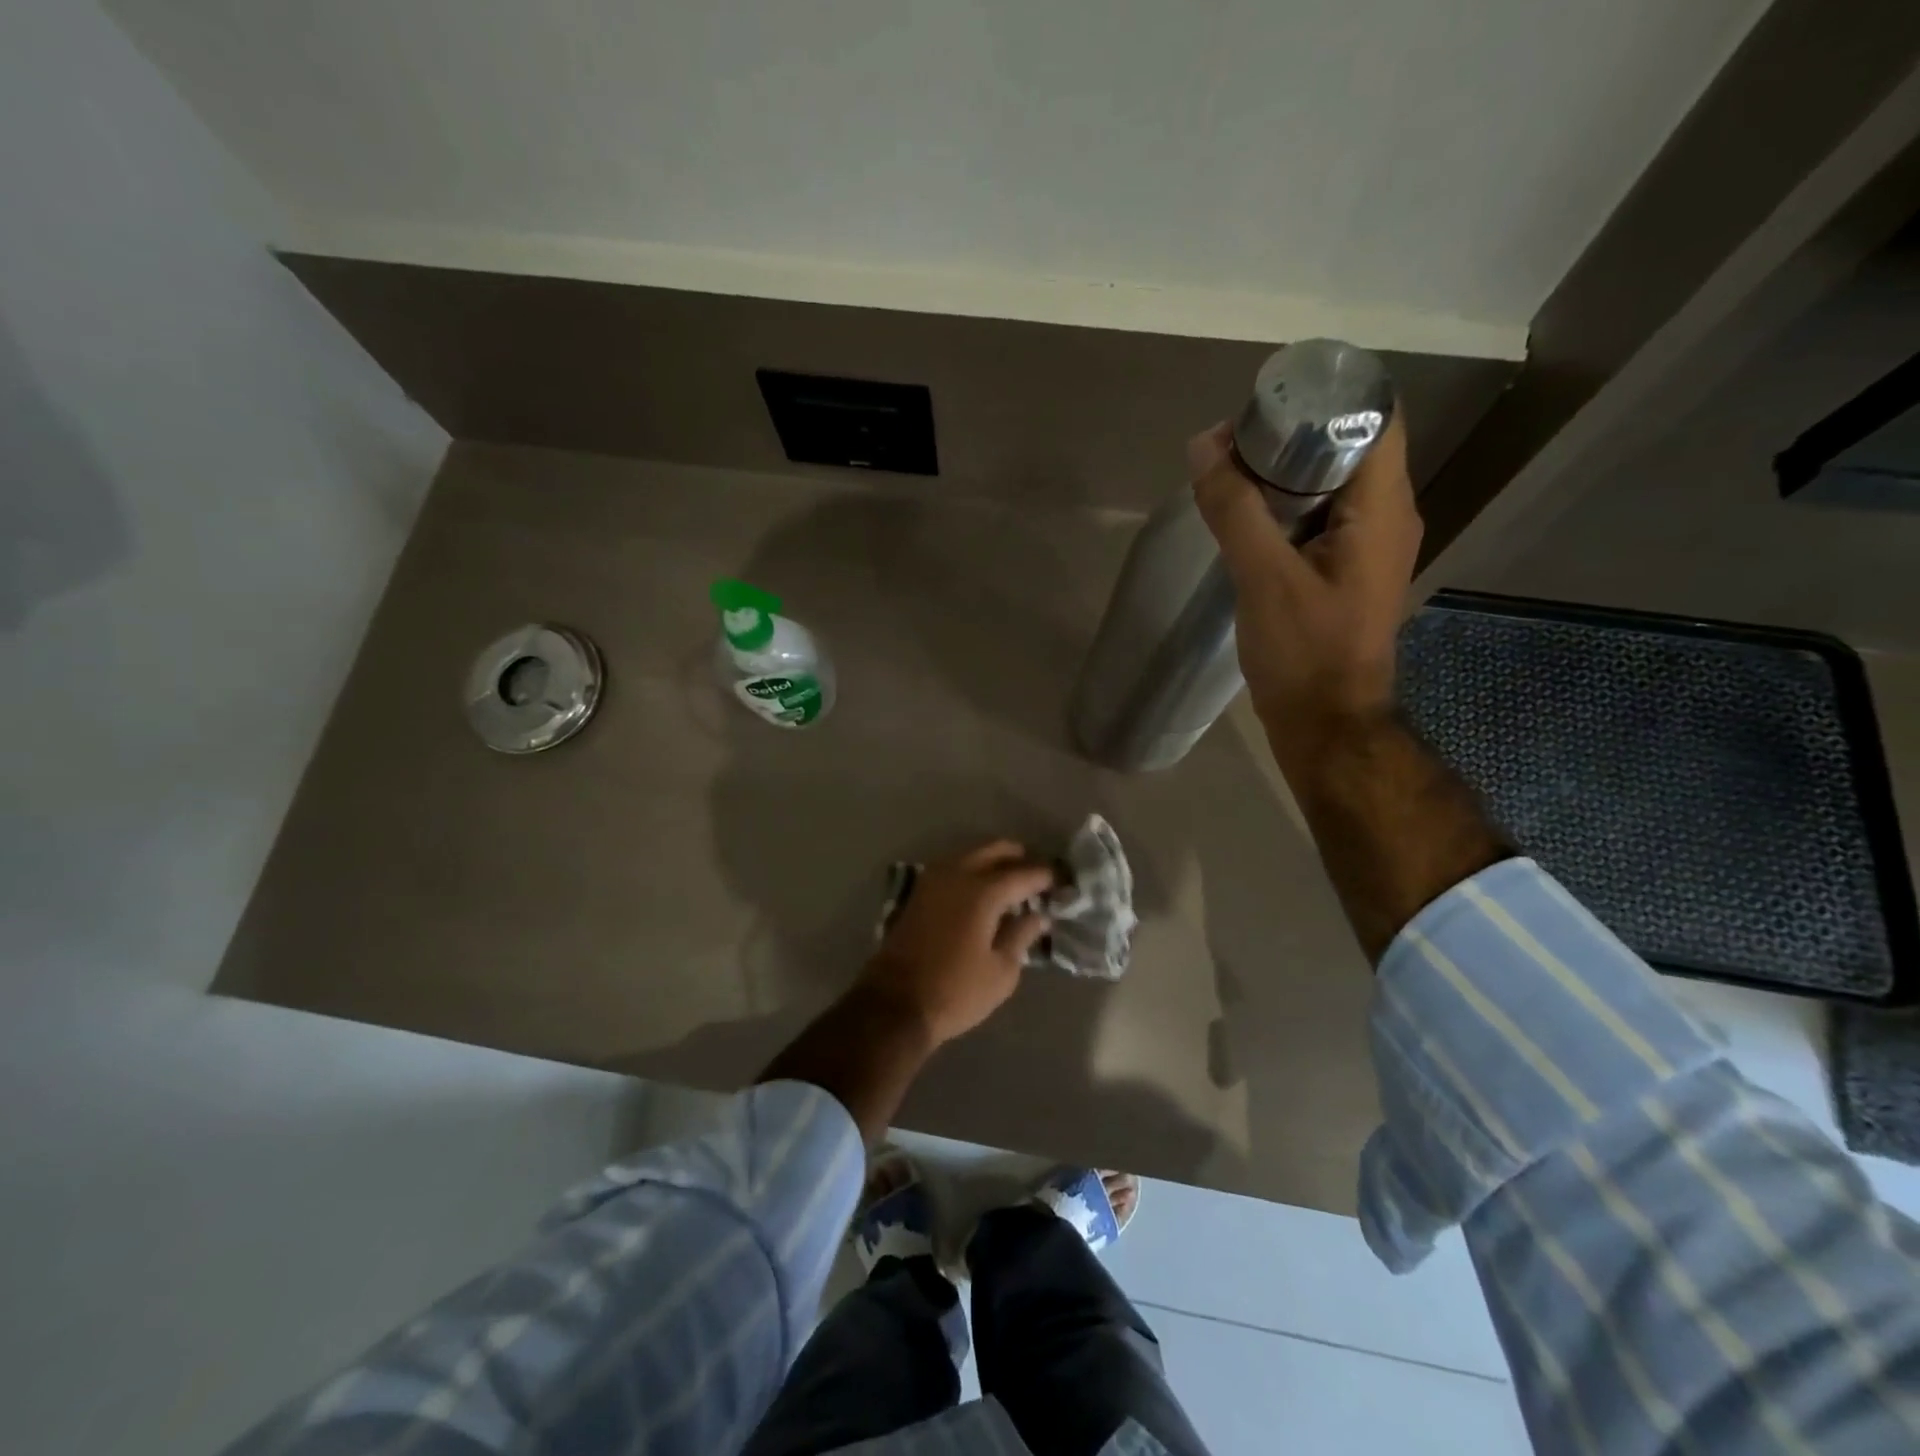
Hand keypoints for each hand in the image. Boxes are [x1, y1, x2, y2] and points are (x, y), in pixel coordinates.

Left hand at [859, 841, 1055, 1046]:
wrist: (894, 1003)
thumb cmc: (955, 991)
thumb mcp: (1001, 971)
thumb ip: (1022, 935)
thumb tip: (1039, 915)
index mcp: (983, 891)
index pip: (1024, 873)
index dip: (1046, 876)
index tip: (1063, 881)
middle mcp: (957, 874)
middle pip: (995, 850)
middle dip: (1020, 858)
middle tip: (1038, 876)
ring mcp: (933, 880)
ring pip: (971, 854)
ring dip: (994, 861)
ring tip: (1014, 882)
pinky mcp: (919, 892)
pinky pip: (954, 867)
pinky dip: (973, 870)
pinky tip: (984, 890)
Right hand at [1190, 413, 1421, 768]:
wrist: (1325, 725)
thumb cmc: (1304, 652)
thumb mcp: (1264, 577)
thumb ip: (1235, 509)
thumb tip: (1204, 444)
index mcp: (1383, 508)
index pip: (1373, 418)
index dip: (1325, 397)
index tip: (1268, 399)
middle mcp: (1386, 519)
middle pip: (1348, 449)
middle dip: (1292, 435)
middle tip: (1234, 437)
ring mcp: (1366, 549)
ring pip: (1330, 487)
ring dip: (1283, 474)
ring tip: (1230, 472)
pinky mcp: (1344, 574)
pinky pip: (1318, 521)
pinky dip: (1283, 510)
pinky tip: (1244, 518)